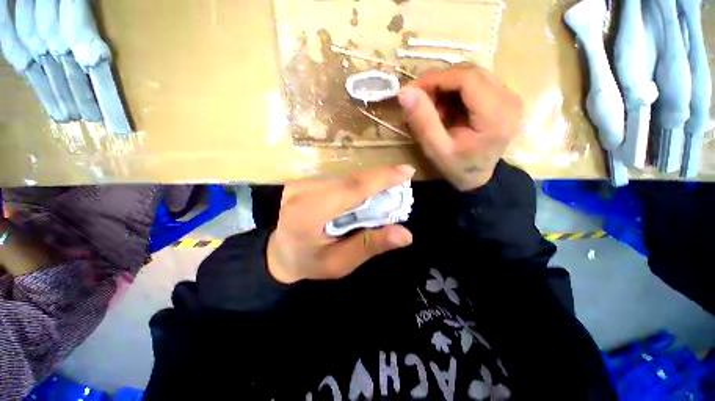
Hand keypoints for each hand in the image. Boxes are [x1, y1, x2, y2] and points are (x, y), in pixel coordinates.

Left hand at [266, 166, 414, 283]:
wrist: (278, 252)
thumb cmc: (309, 262)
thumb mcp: (340, 263)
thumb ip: (370, 246)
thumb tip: (405, 234)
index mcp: (310, 214)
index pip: (351, 189)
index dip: (381, 178)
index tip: (407, 171)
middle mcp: (304, 192)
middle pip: (351, 180)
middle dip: (380, 180)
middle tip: (402, 183)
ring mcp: (302, 183)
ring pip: (346, 177)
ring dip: (370, 183)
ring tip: (387, 191)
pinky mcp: (305, 181)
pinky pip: (339, 179)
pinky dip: (357, 184)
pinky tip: (365, 194)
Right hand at [398, 64, 522, 190]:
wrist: (478, 177)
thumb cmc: (457, 167)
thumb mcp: (436, 150)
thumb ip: (422, 121)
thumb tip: (405, 91)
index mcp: (496, 116)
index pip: (467, 78)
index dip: (436, 78)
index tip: (412, 90)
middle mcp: (509, 99)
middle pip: (470, 72)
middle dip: (439, 82)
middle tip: (419, 100)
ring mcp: (509, 95)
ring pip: (471, 74)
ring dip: (445, 86)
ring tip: (431, 108)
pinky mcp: (503, 96)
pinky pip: (474, 81)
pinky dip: (454, 90)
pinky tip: (444, 107)